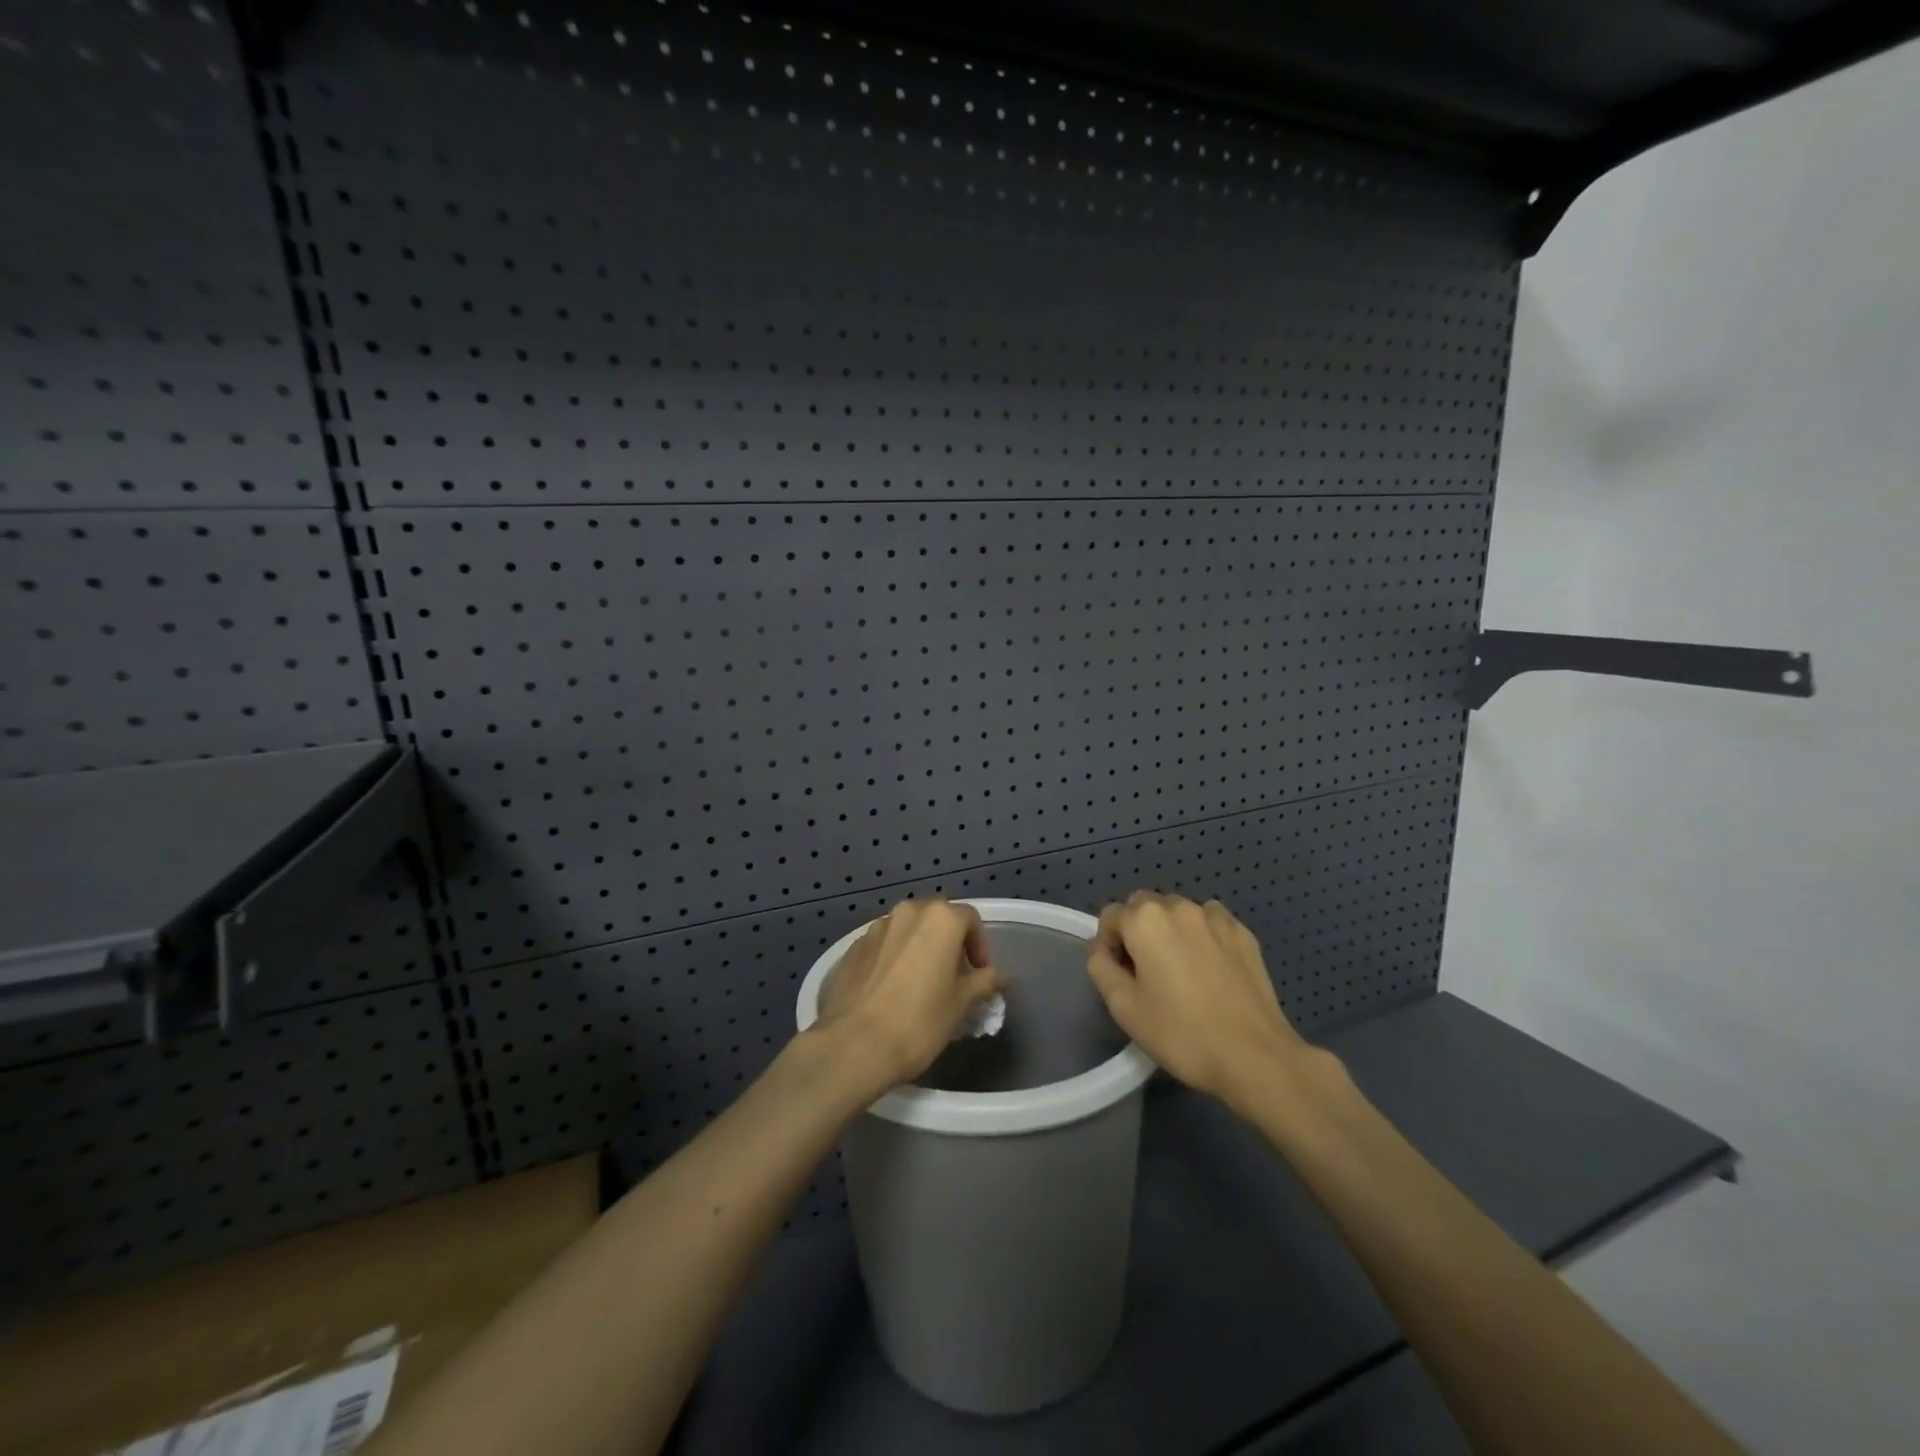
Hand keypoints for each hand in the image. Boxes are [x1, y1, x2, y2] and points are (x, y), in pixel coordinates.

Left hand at [813, 898, 1005, 1095]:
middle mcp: (907, 912)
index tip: (979, 975)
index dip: (980, 946)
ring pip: (907, 931)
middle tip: (954, 978)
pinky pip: (883, 946)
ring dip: (919, 949)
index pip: (970, 919)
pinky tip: (892, 991)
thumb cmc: (919, 1022)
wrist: (853, 1045)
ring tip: (921, 985)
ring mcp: (876, 928)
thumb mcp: (960, 1004)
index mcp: (939, 918)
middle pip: (937, 919)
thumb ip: (983, 982)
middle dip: (949, 944)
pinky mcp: (852, 948)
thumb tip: (998, 977)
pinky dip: (894, 959)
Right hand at [1086, 892, 1309, 1107]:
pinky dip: (1202, 936)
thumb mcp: (1124, 1007)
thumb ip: (1101, 967)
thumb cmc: (1181, 1033)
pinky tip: (1210, 969)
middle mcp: (1179, 907)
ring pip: (1179, 912)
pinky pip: (1210, 923)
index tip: (1119, 975)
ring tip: (1180, 970)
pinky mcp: (1243, 933)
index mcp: (1145, 920)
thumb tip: (1101, 948)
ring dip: (1170, 930)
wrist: (1254, 1055)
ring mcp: (1215, 917)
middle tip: (1146, 972)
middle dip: (1138, 931)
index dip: (1108, 944)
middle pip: (1144, 906)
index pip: (1111, 916)